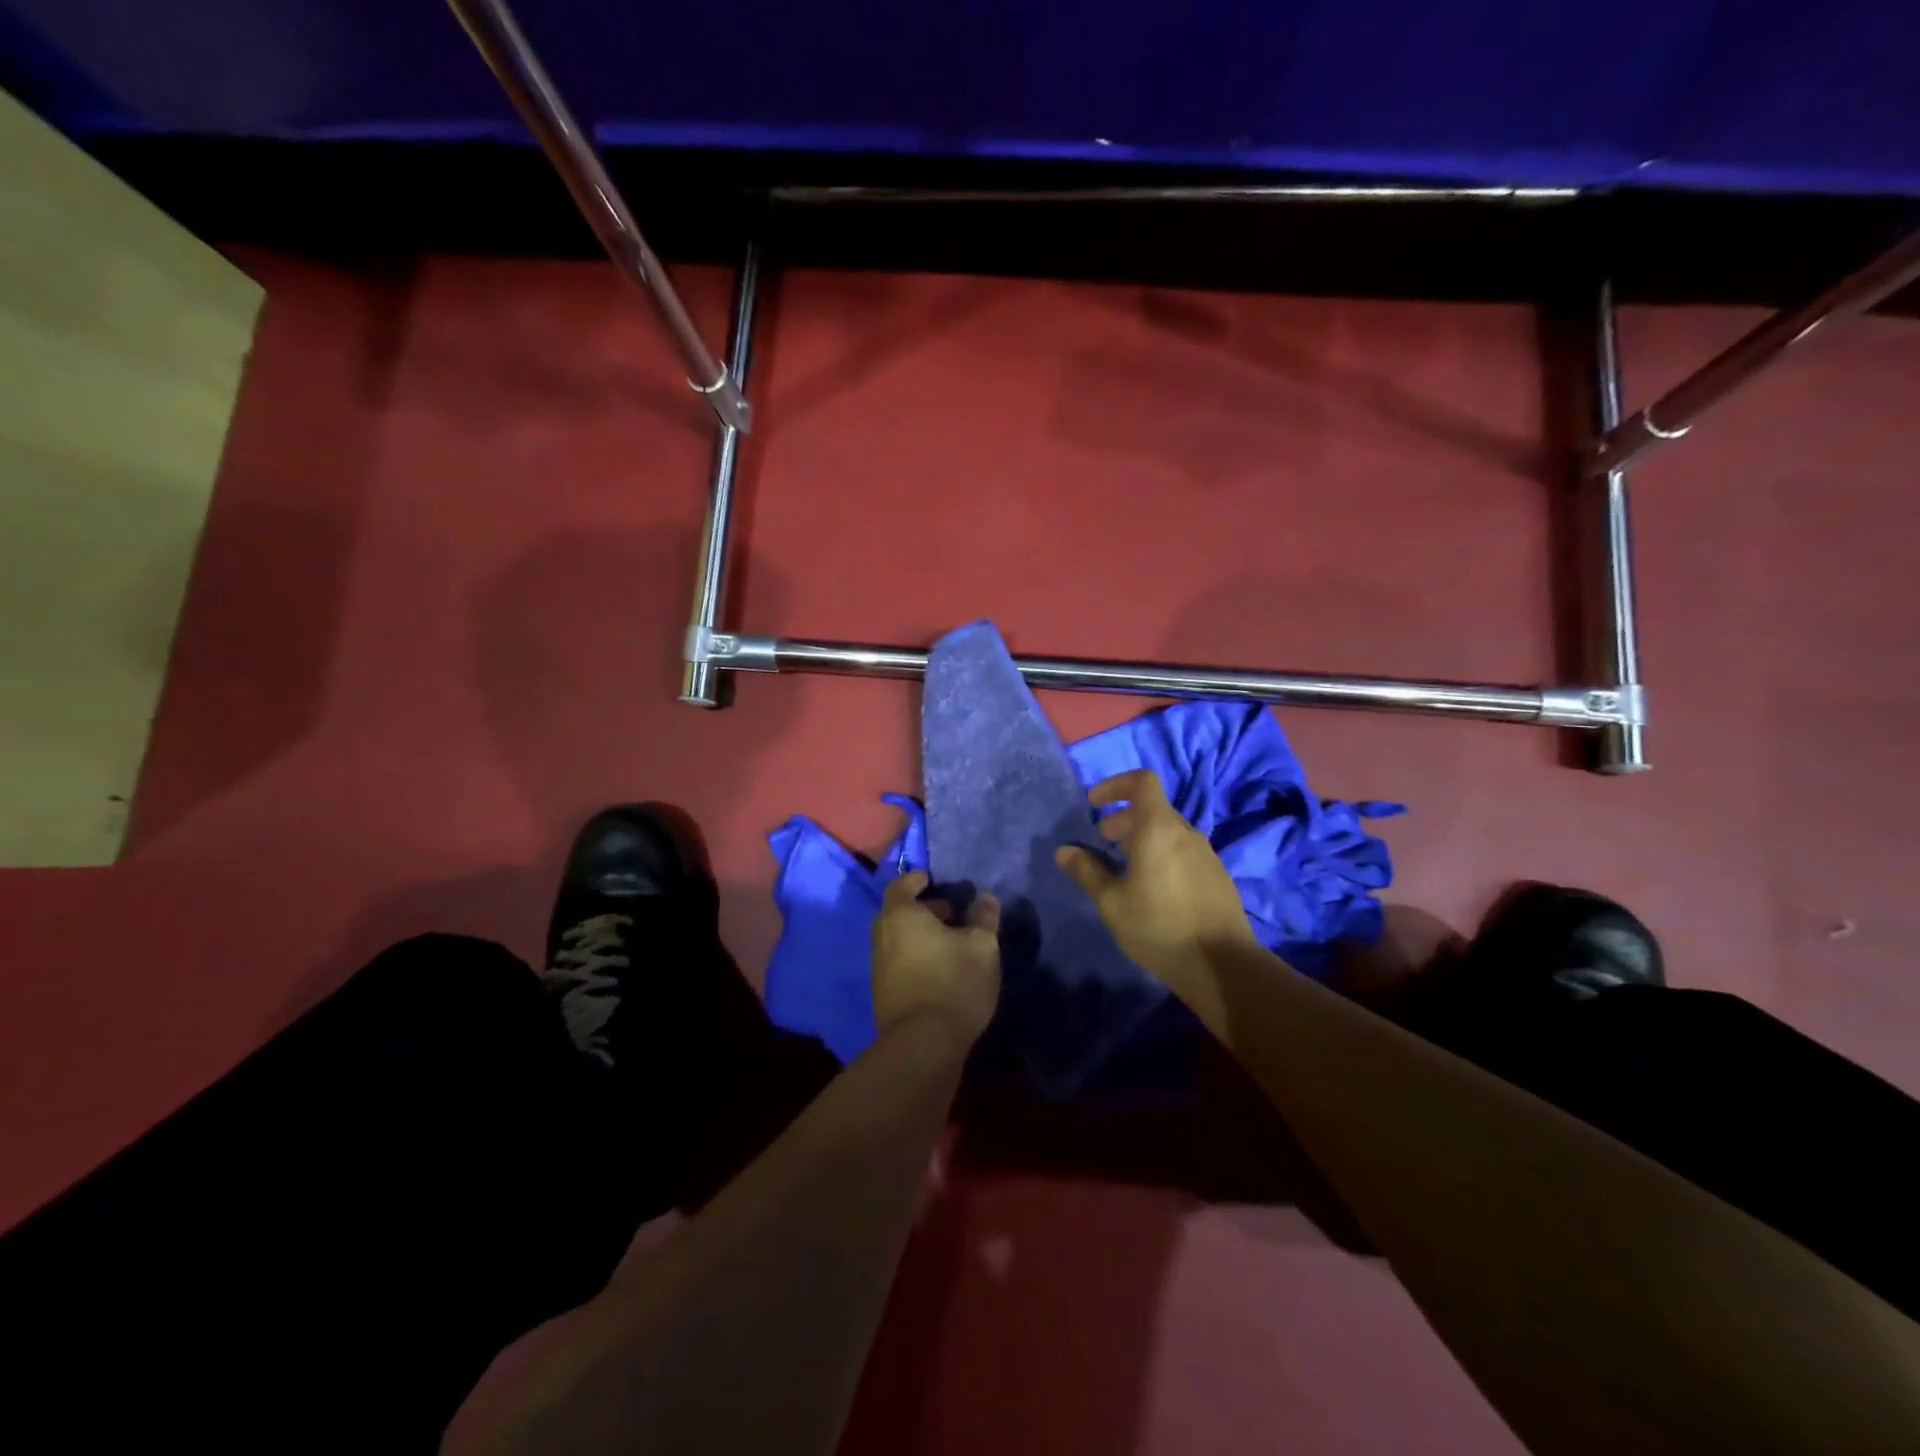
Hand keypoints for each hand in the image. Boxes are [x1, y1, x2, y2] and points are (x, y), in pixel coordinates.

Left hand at [871, 873, 1002, 1043]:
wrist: (923, 1043)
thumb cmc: (953, 982)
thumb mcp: (981, 946)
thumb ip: (983, 918)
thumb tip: (986, 898)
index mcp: (900, 915)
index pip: (901, 886)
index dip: (916, 880)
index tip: (932, 880)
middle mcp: (882, 936)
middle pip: (899, 913)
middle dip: (924, 909)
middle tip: (950, 912)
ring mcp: (879, 967)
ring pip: (899, 939)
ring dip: (921, 934)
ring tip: (952, 942)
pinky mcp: (884, 993)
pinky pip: (899, 961)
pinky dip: (916, 955)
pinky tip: (941, 968)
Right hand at [1055, 769, 1257, 998]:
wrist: (1221, 964)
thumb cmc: (1158, 926)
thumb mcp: (1111, 902)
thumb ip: (1087, 871)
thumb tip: (1064, 851)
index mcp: (1158, 829)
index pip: (1142, 781)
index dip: (1116, 785)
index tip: (1095, 804)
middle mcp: (1186, 833)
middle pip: (1153, 808)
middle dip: (1123, 819)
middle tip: (1103, 843)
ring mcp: (1206, 853)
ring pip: (1168, 831)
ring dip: (1143, 838)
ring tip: (1124, 868)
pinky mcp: (1217, 875)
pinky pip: (1184, 851)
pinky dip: (1162, 854)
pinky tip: (1153, 889)